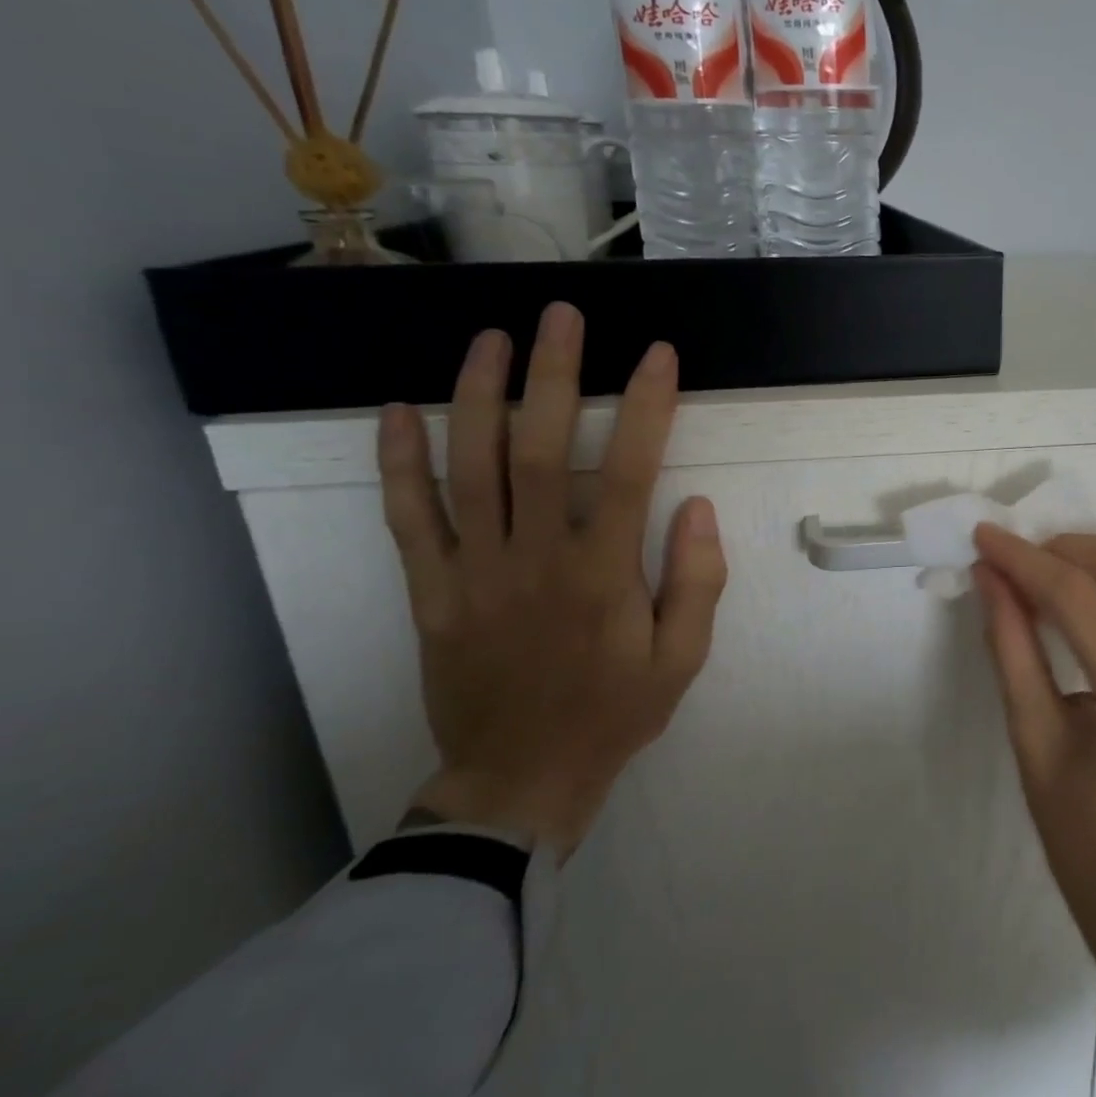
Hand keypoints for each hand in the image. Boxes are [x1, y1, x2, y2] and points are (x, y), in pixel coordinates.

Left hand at [376, 302, 726, 858]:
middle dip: (553, 374)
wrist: (519, 782)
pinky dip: (398, 463)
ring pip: (468, 469)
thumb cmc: (613, 714)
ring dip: (477, 396)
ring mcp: (473, 573)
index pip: (628, 472)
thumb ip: (698, 582)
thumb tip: (697, 507)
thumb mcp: (683, 660)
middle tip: (562, 315)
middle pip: (538, 450)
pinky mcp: (430, 592)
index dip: (646, 407)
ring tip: (490, 337)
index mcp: (602, 577)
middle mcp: (534, 560)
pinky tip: (397, 411)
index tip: (658, 355)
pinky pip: (408, 519)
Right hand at [973, 527, 1095, 1072]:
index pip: (1081, 599)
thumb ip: (1011, 646)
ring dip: (1094, 563)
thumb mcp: (1032, 739)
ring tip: (1040, 580)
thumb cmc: (1082, 840)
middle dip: (1072, 548)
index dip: (1026, 559)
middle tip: (1021, 562)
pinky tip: (1076, 610)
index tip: (983, 537)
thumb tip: (990, 577)